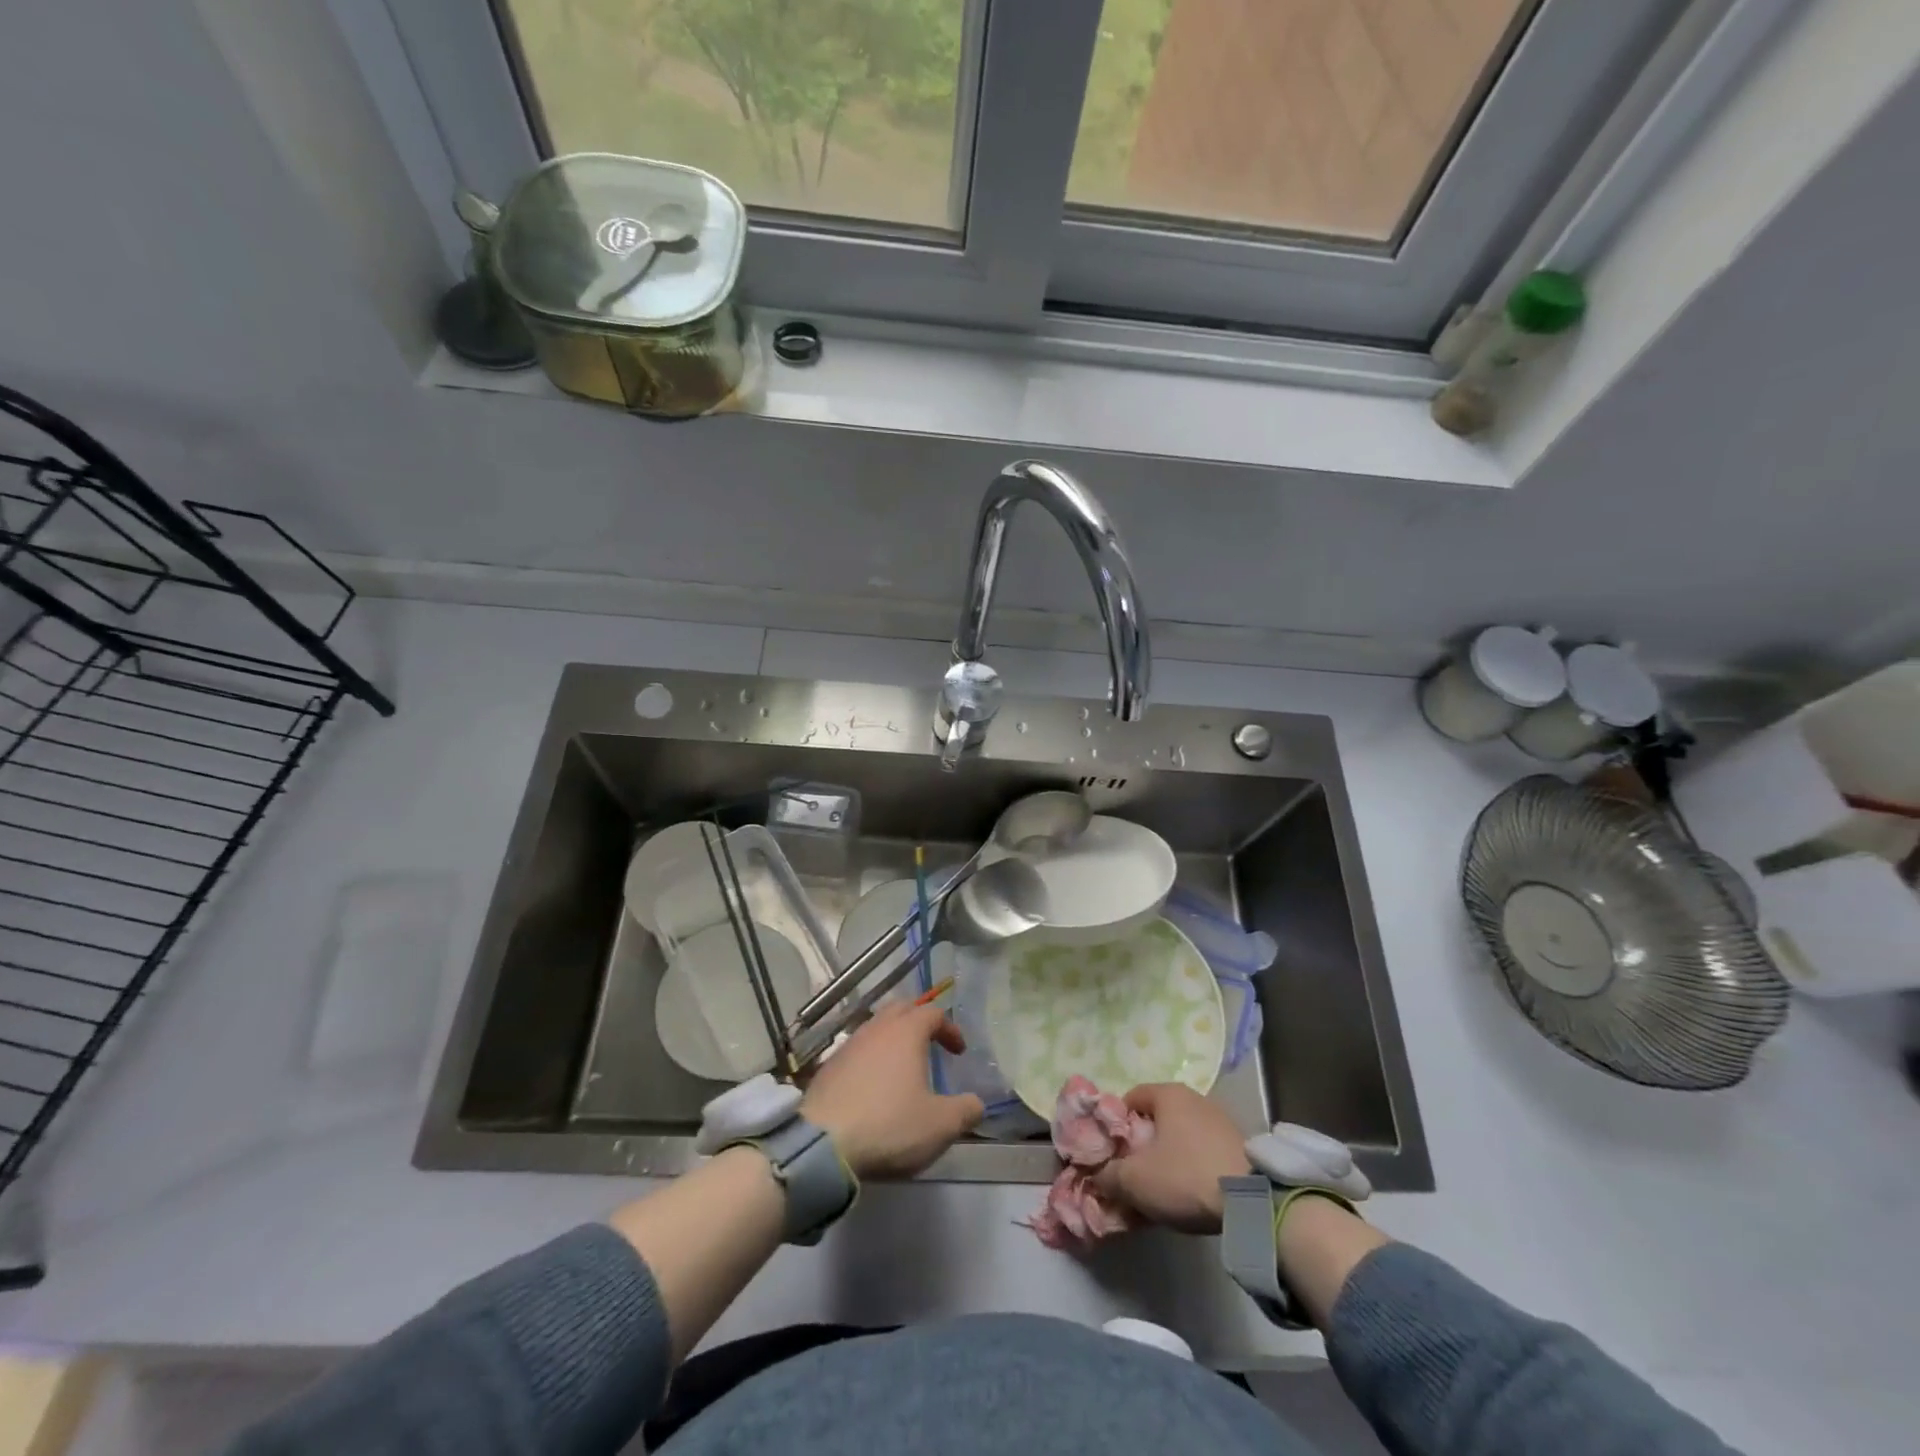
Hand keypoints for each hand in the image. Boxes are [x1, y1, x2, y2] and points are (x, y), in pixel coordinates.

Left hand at [801, 1003, 983, 1180]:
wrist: (822, 1145)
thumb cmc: (889, 1125)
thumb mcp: (940, 1125)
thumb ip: (966, 1110)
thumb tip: (977, 1103)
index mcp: (907, 1032)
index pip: (934, 1013)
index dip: (950, 1029)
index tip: (959, 1052)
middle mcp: (877, 1028)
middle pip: (902, 1009)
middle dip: (919, 1021)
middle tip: (931, 1043)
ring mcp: (849, 1044)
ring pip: (876, 1027)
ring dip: (893, 1038)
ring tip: (903, 1064)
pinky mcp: (828, 1066)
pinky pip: (857, 1049)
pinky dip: (871, 1057)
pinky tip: (873, 1084)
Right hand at [1091, 1083, 1249, 1234]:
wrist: (1252, 1201)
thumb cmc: (1185, 1176)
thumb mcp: (1135, 1180)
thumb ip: (1108, 1174)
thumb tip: (1097, 1175)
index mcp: (1167, 1093)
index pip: (1130, 1098)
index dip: (1116, 1124)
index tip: (1112, 1152)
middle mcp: (1194, 1098)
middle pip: (1156, 1118)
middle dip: (1142, 1144)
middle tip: (1133, 1173)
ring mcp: (1220, 1120)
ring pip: (1180, 1136)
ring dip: (1167, 1157)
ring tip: (1162, 1189)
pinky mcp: (1239, 1145)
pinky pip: (1202, 1150)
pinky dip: (1191, 1166)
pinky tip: (1190, 1192)